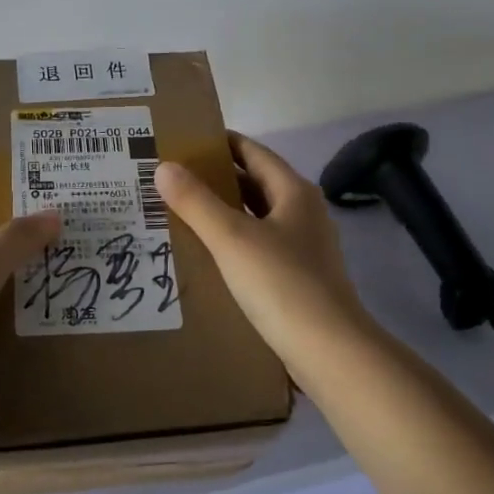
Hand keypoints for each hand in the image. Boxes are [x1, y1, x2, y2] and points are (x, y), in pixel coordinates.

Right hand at [154, 133, 375, 378]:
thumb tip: (164, 167)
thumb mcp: (231, 238)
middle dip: (215, 178)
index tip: (182, 141)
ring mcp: (303, 247)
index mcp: (293, 192)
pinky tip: (206, 253)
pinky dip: (232, 241)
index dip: (219, 143)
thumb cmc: (281, 284)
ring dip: (222, 211)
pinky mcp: (297, 277)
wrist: (329, 351)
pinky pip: (258, 246)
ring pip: (255, 217)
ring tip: (179, 211)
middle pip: (254, 183)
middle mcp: (302, 212)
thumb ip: (196, 201)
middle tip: (170, 178)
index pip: (252, 152)